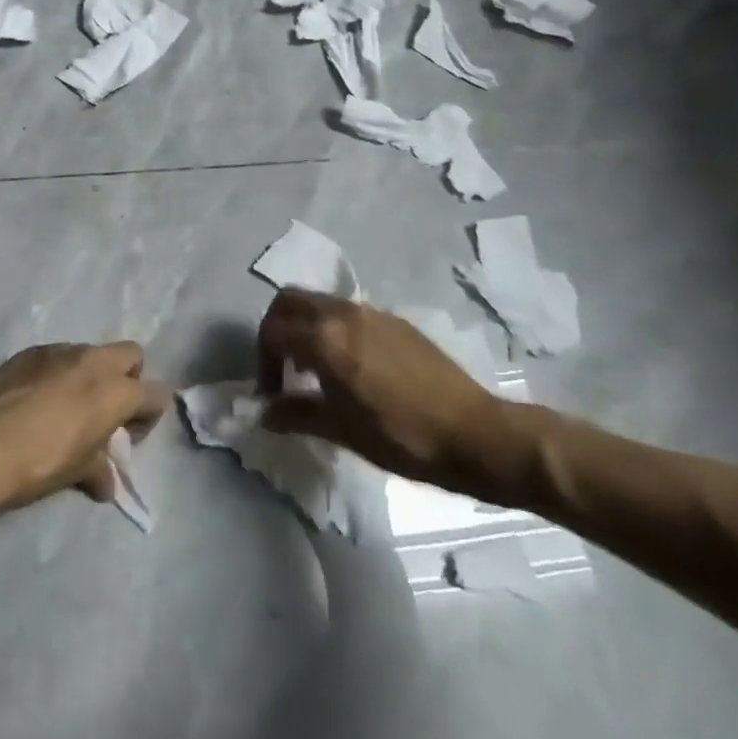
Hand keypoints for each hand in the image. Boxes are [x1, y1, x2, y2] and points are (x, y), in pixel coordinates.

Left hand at [0, 342, 170, 514]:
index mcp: (117, 391)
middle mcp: (95, 361)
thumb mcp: (76, 472)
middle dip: (128, 378)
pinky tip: (38, 400)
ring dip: (90, 375)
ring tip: (68, 407)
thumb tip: (106, 484)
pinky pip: (59, 356)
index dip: (148, 416)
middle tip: (106, 411)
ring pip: (92, 353)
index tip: (127, 436)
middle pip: (132, 355)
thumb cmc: (39, 461)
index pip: (156, 394)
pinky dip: (59, 372)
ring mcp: (61, 350)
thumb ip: (99, 470)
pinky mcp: (31, 350)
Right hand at [258, 288, 535, 504]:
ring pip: (320, 304)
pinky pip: (348, 314)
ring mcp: (372, 313)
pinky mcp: (395, 321)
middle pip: (290, 301)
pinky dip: (333, 330)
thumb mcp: (342, 431)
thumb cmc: (402, 437)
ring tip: (315, 372)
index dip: (262, 361)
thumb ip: (296, 414)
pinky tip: (350, 369)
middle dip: (276, 329)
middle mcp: (344, 313)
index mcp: (326, 338)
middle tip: (282, 368)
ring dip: (305, 328)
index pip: (273, 331)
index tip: (271, 394)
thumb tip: (264, 413)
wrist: (475, 433)